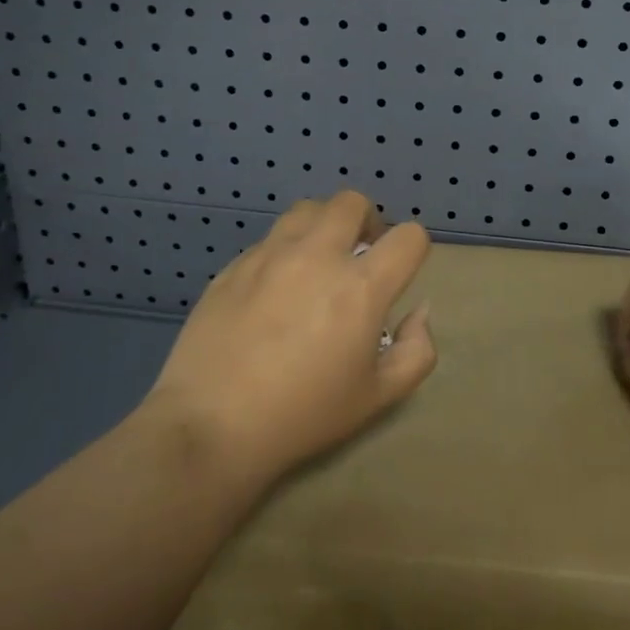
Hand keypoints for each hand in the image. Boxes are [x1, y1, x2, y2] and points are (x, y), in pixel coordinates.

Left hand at [146, 191, 435, 484]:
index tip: (400, 272)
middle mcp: (317, 256)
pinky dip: (285, 251)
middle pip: (353, 202)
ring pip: (307, 210)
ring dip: (324, 227)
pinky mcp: (234, 266)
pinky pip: (270, 239)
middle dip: (367, 221)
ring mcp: (270, 255)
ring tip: (318, 261)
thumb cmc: (303, 415)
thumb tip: (418, 312)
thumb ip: (416, 351)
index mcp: (361, 287)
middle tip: (360, 255)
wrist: (211, 426)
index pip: (408, 236)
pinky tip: (275, 289)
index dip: (414, 249)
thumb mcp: (379, 397)